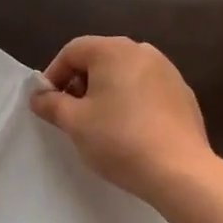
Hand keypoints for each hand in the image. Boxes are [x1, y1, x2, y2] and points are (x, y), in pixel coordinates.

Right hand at [30, 35, 212, 200]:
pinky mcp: (183, 94)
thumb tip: (38, 96)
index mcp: (113, 50)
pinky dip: (132, 101)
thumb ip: (51, 104)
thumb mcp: (75, 122)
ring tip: (101, 123)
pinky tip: (131, 131)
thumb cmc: (120, 139)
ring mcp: (167, 71)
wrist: (181, 173)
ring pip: (124, 74)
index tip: (49, 103)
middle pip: (99, 59)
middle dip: (80, 83)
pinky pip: (147, 89)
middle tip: (72, 113)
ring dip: (106, 92)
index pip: (72, 51)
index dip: (54, 75)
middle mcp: (141, 51)